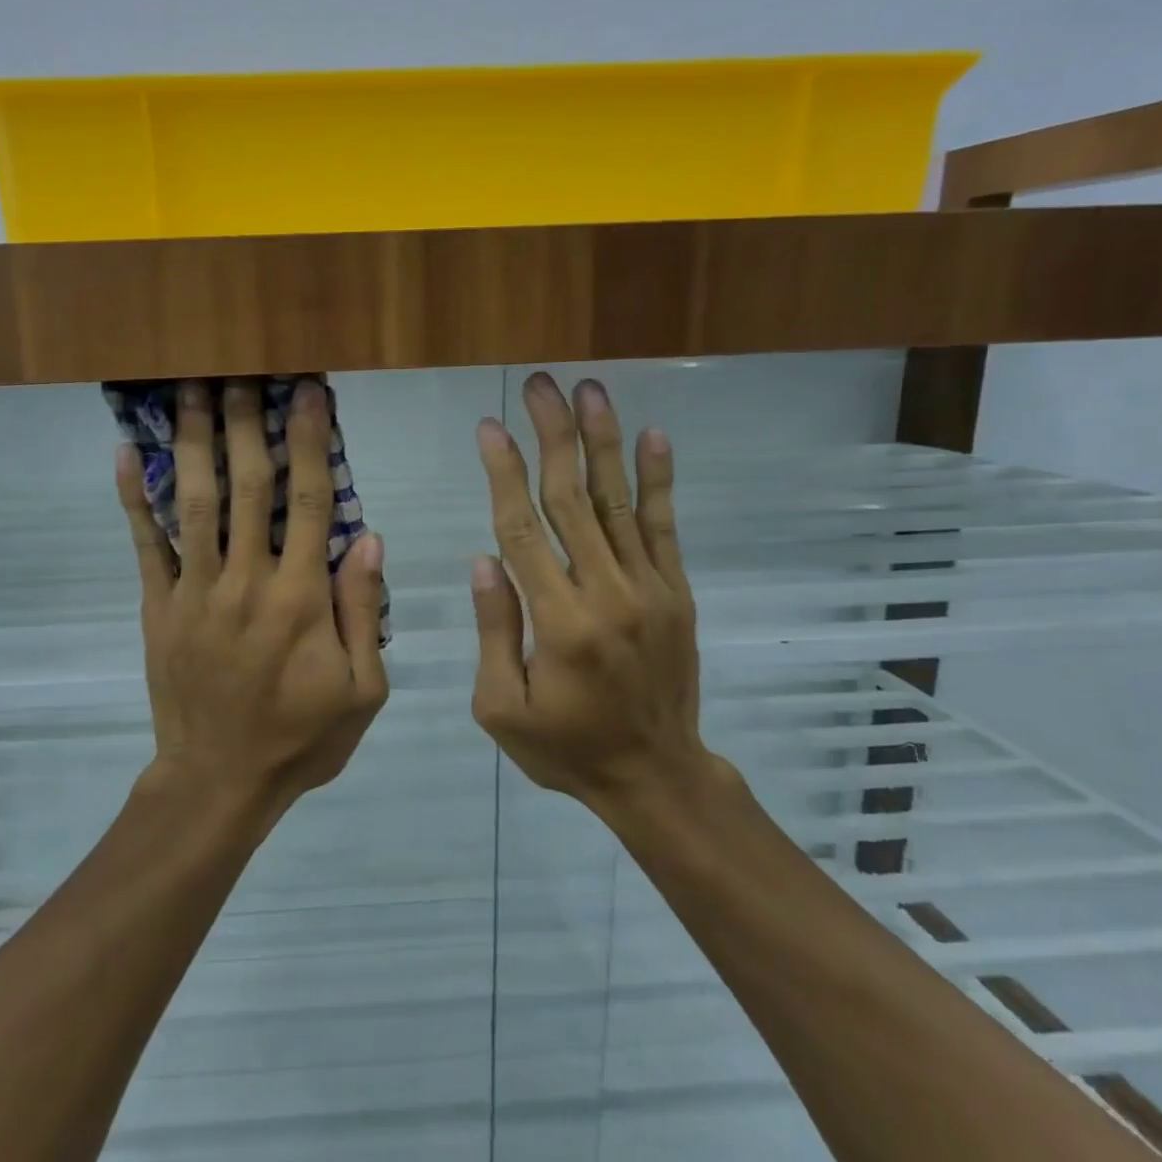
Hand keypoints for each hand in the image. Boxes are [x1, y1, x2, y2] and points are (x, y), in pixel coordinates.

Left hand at [116, 378, 389, 811]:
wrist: (219, 781)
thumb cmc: (301, 738)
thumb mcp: (362, 690)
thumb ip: (363, 611)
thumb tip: (369, 537)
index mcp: (301, 598)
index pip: (310, 501)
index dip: (310, 441)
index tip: (308, 393)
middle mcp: (247, 580)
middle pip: (247, 485)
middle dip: (247, 422)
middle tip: (244, 369)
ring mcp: (196, 590)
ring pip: (195, 501)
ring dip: (194, 440)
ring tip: (191, 388)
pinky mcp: (159, 606)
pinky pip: (146, 545)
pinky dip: (134, 498)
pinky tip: (126, 453)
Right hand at [468, 372, 707, 810]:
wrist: (655, 776)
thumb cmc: (565, 747)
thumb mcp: (501, 707)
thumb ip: (493, 631)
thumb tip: (484, 560)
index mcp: (558, 623)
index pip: (523, 529)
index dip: (504, 473)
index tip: (489, 427)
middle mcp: (607, 594)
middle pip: (572, 499)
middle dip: (552, 435)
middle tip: (538, 385)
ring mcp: (649, 590)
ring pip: (618, 501)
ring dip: (602, 441)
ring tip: (589, 390)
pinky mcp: (677, 594)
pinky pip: (665, 528)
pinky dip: (659, 479)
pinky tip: (650, 435)